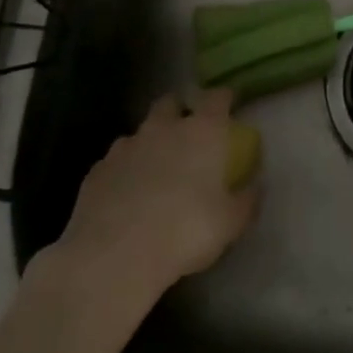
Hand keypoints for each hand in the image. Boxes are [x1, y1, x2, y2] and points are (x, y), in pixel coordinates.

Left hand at [52, 89, 258, 304]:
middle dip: (180, 111)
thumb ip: (246, 199)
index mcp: (202, 132)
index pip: (217, 98)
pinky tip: (127, 196)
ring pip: (141, 132)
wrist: (114, 255)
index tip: (229, 103)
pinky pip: (116, 161)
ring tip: (155, 171)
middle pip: (171, 103)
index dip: (224, 98)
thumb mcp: (231, 223)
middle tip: (188, 133)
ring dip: (150, 143)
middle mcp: (163, 128)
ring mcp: (125, 146)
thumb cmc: (185, 231)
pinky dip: (125, 170)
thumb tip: (255, 186)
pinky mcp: (97, 169)